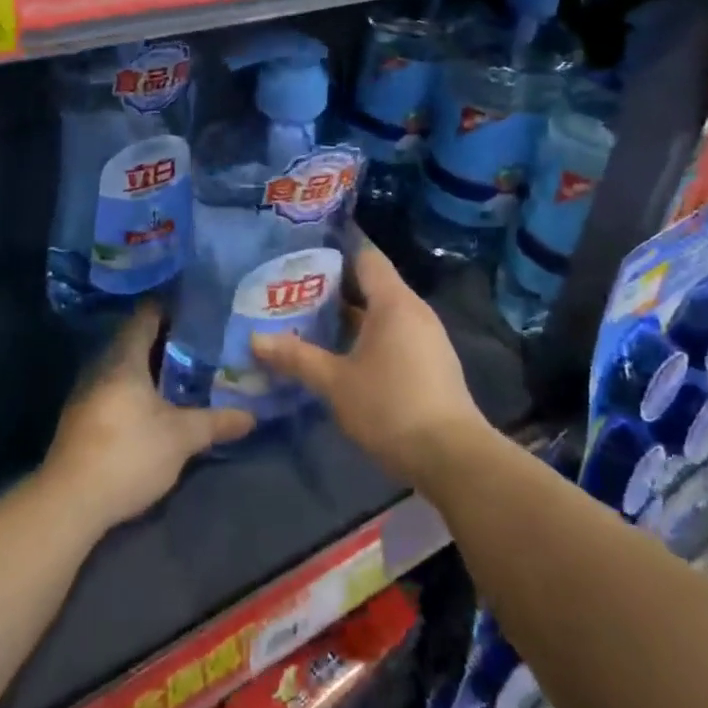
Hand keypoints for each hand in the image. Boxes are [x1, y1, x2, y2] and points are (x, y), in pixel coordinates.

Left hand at [44, 305, 254, 529]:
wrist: (70, 502)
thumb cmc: (129, 453)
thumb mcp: (181, 438)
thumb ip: (215, 423)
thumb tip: (251, 416)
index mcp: (124, 359)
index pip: (145, 316)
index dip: (170, 308)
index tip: (196, 308)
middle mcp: (102, 367)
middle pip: (135, 342)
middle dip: (166, 341)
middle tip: (201, 343)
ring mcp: (87, 394)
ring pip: (124, 369)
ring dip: (151, 369)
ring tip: (185, 373)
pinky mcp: (82, 420)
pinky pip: (115, 390)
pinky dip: (137, 391)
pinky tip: (156, 406)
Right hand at [252, 242, 492, 488]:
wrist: (452, 459)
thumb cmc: (390, 407)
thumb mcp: (335, 383)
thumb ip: (296, 357)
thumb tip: (255, 339)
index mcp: (394, 302)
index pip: (365, 256)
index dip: (335, 249)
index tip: (303, 251)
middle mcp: (414, 311)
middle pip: (371, 284)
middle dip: (332, 287)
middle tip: (291, 290)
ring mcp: (426, 338)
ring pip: (380, 313)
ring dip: (348, 315)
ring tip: (307, 320)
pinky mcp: (429, 363)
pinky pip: (392, 334)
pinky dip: (365, 335)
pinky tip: (338, 353)